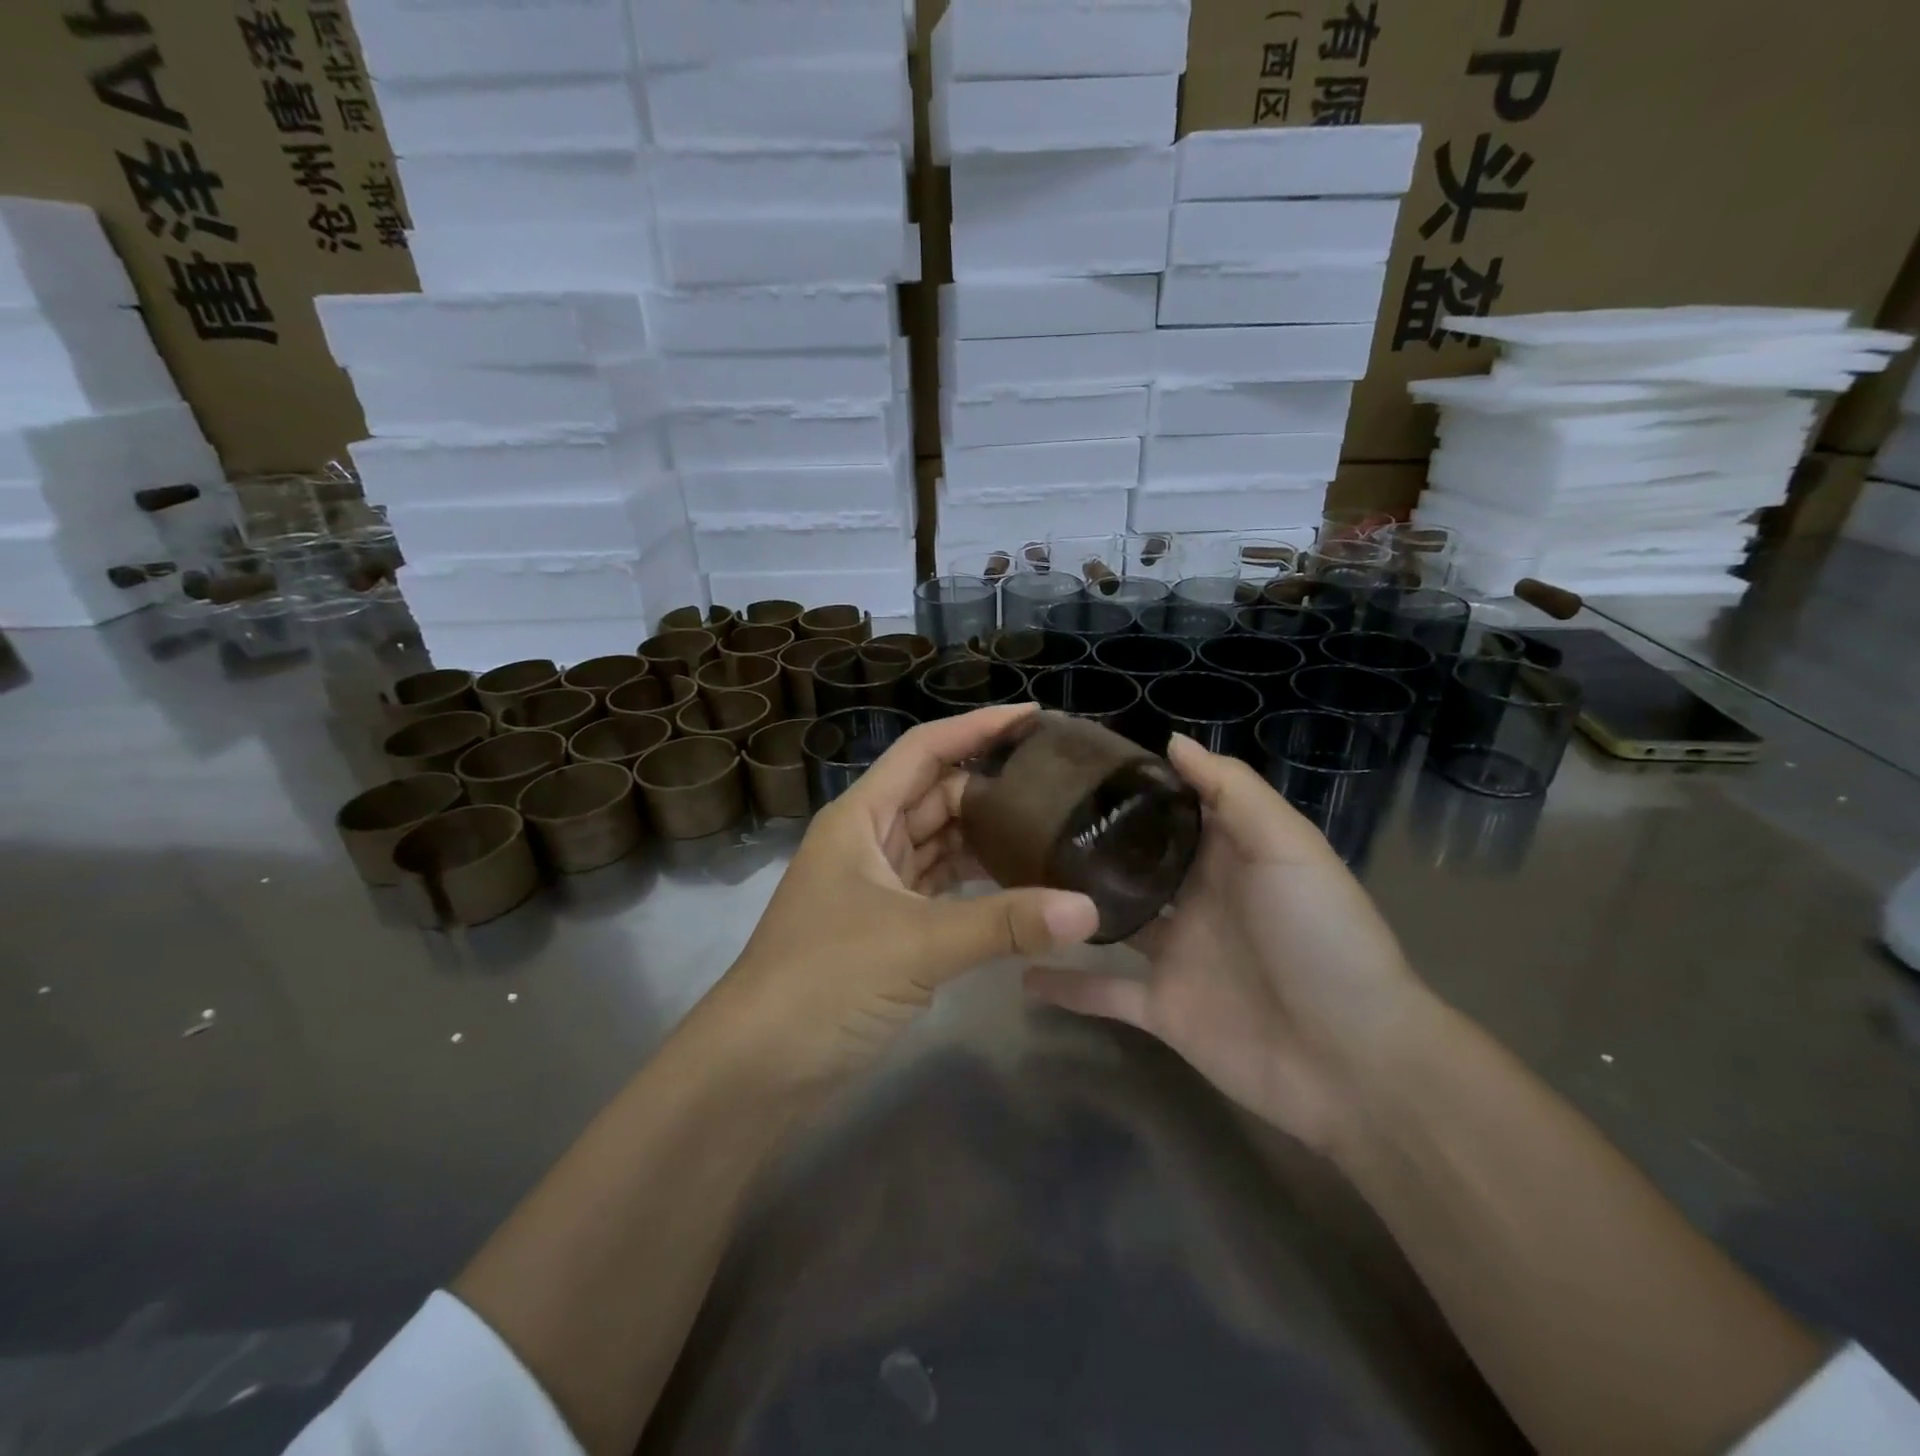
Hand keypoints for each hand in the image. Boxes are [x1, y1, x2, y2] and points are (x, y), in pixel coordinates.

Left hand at [715, 705, 1100, 1087]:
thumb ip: (1004, 923)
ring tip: (1053, 830)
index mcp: (861, 817)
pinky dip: (976, 883)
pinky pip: (941, 887)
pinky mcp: (887, 926)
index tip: (1035, 717)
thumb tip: (1089, 910)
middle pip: (938, 794)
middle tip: (1061, 786)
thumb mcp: (917, 944)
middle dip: (993, 787)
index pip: (925, 750)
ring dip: (987, 838)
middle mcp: (868, 839)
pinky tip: (1020, 886)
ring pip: (941, 843)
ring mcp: (877, 884)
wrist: (757, 1066)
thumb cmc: (824, 981)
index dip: (978, 727)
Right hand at [1026, 735, 1432, 1153]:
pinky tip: (1018, 972)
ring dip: (1070, 906)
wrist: (1354, 1060)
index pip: (1173, 809)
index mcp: (1227, 856)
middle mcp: (1196, 899)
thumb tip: (1171, 741)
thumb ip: (1232, 791)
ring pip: (1110, 921)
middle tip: (1024, 816)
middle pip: (1133, 861)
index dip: (1132, 786)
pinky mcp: (1161, 1008)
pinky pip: (1103, 993)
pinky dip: (1065, 988)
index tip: (1074, 762)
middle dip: (1090, 841)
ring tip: (1011, 881)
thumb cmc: (1321, 937)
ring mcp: (1176, 955)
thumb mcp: (1287, 846)